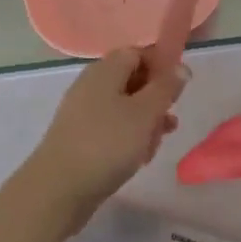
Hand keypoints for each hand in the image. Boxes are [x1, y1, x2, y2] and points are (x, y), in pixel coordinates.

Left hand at [13, 46, 188, 238]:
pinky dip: (128, 138)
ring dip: (145, 123)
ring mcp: (82, 112)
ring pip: (124, 108)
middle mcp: (91, 84)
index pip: (137, 53)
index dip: (161, 66)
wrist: (59, 188)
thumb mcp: (145, 113)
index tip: (177, 89)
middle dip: (155, 100)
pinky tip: (139, 158)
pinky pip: (111, 128)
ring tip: (156, 145)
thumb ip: (166, 88)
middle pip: (132, 81)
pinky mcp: (79, 137)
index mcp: (105, 70)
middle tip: (169, 122)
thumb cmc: (107, 143)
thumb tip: (181, 68)